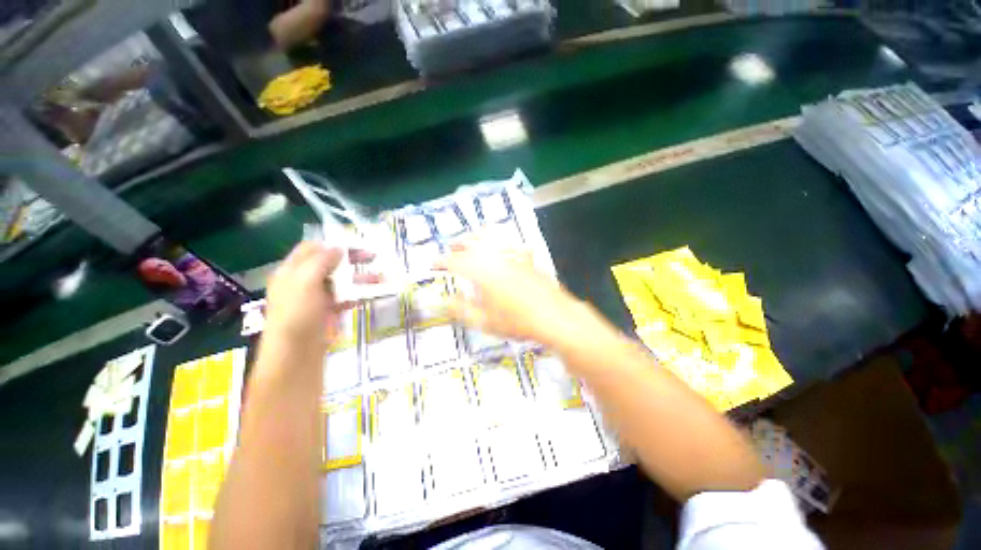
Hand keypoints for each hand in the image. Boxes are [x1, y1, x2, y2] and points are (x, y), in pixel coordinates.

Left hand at [264, 242, 374, 350]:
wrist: (296, 354)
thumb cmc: (298, 313)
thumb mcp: (305, 281)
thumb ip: (321, 261)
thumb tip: (338, 248)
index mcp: (291, 271)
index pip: (311, 249)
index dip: (331, 244)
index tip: (354, 245)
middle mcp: (303, 282)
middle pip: (329, 263)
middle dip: (351, 259)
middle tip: (373, 257)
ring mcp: (316, 298)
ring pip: (341, 281)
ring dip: (360, 278)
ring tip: (381, 278)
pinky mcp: (328, 312)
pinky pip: (345, 297)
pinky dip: (358, 294)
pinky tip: (370, 295)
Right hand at [439, 237, 587, 347]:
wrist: (553, 317)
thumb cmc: (517, 322)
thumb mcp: (484, 322)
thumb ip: (460, 309)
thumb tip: (442, 301)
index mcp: (482, 273)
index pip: (455, 262)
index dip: (441, 261)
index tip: (434, 264)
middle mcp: (496, 258)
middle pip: (472, 242)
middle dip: (458, 243)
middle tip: (451, 249)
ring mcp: (512, 255)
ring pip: (490, 236)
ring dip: (476, 237)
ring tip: (470, 241)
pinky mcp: (525, 257)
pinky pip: (508, 242)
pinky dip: (497, 241)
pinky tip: (498, 247)